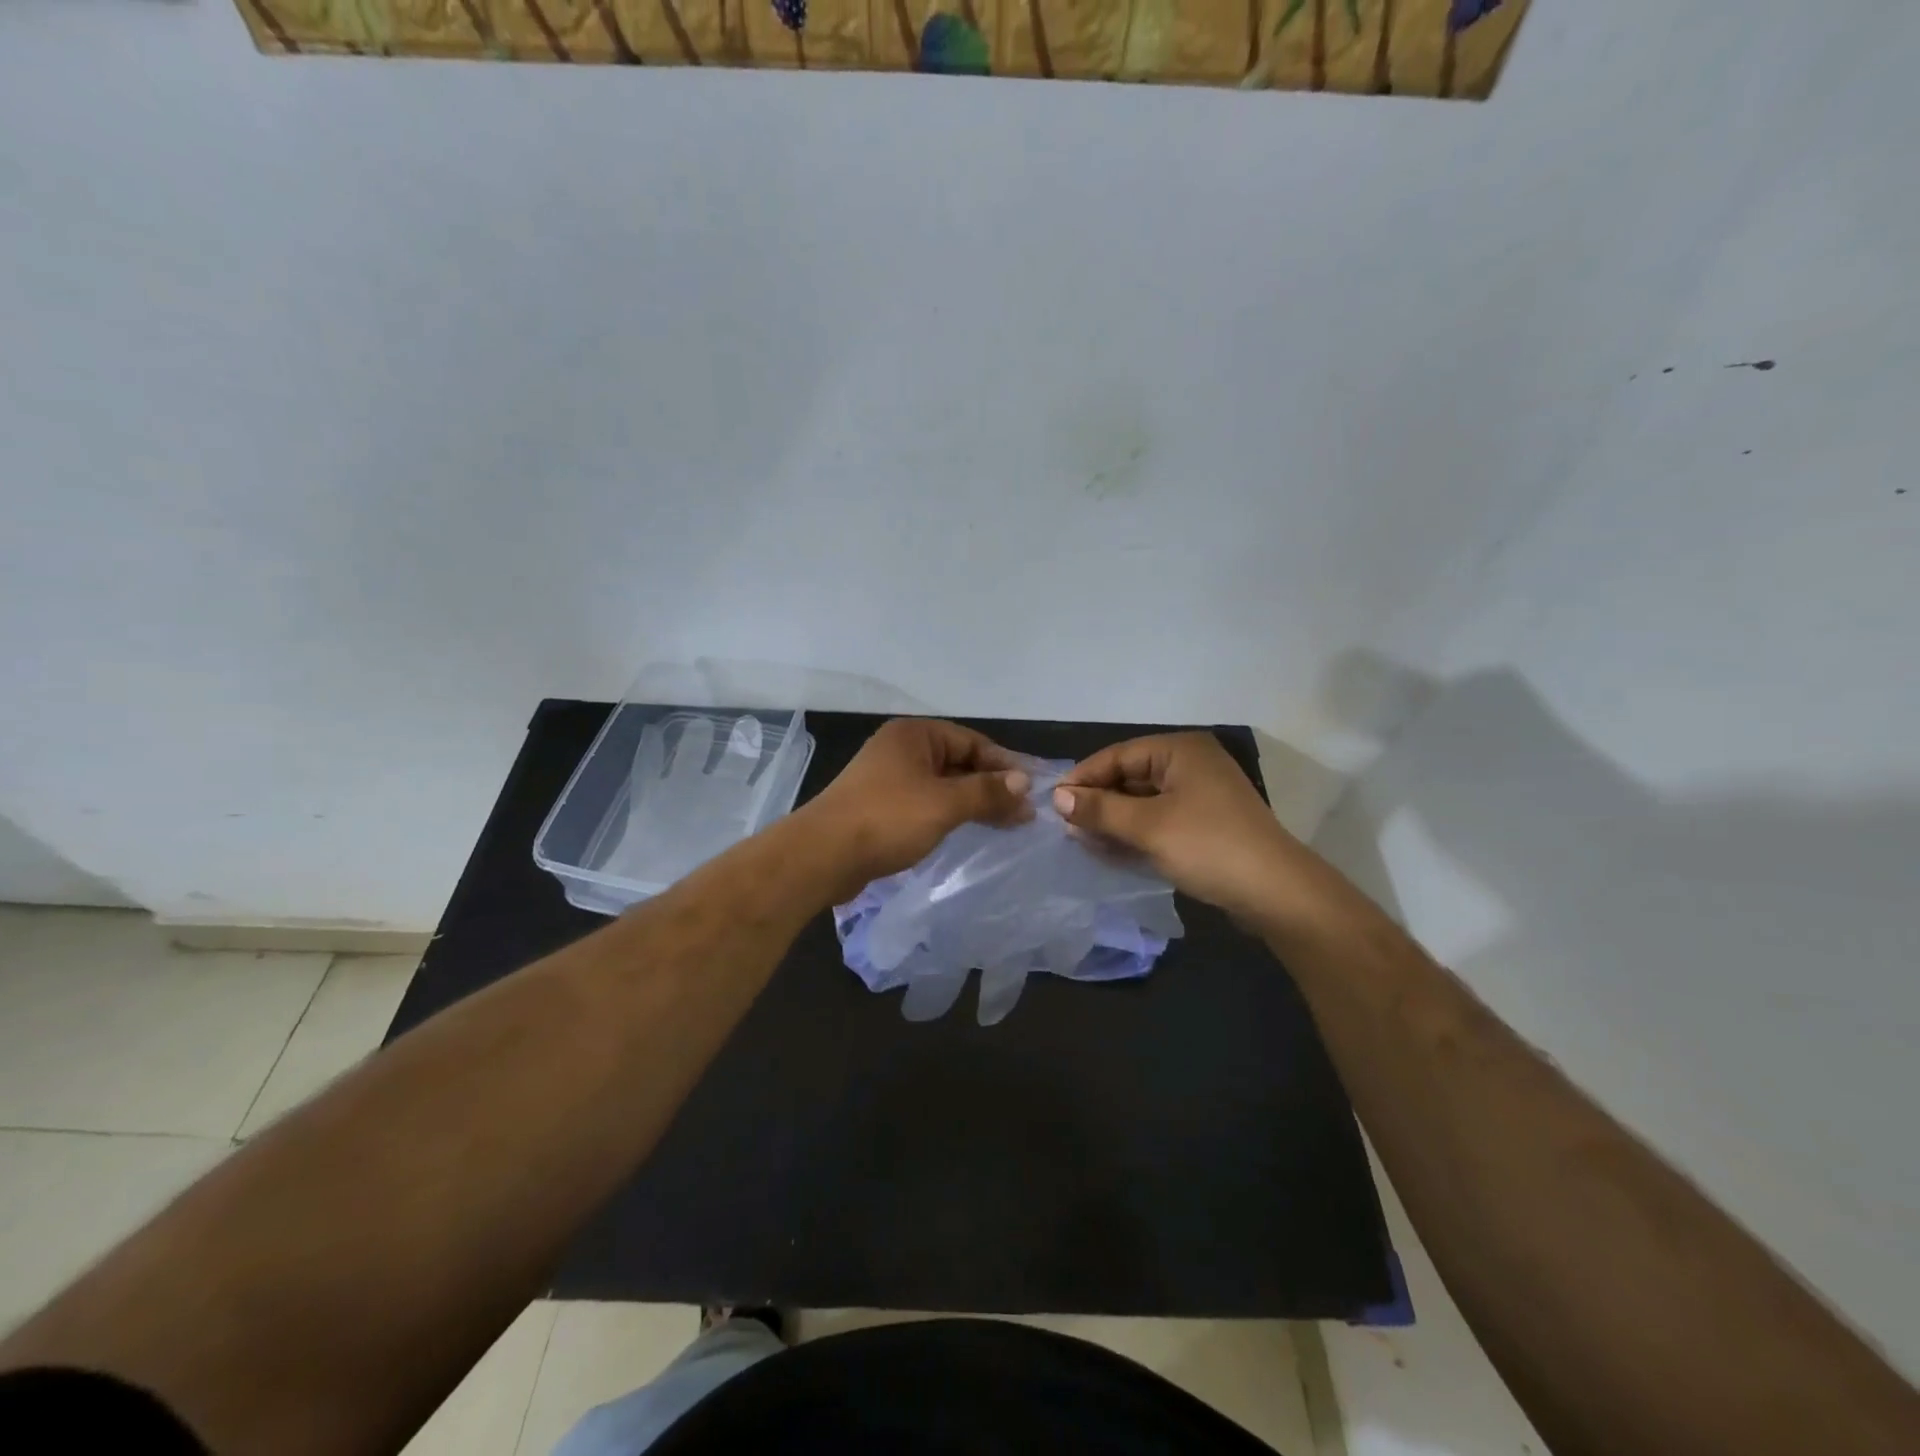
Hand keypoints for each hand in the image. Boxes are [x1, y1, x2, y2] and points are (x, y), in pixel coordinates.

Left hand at [800, 718, 1032, 903]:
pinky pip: (926, 803)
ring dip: (973, 802)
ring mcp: (888, 778)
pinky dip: (949, 814)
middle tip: (1024, 814)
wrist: (823, 855)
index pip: (972, 742)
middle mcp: (901, 750)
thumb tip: (1024, 783)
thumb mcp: (945, 803)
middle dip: (991, 786)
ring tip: (1006, 825)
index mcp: (914, 735)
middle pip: (958, 762)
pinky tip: (968, 831)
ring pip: (943, 785)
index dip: (1005, 765)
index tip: (1033, 790)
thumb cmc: (887, 818)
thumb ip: (987, 792)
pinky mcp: (880, 806)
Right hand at [1054, 733, 1304, 922]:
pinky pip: (1159, 820)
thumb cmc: (1209, 847)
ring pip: (1143, 801)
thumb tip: (1057, 797)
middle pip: (1130, 777)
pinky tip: (1110, 850)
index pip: (1118, 755)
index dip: (1084, 777)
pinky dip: (1135, 832)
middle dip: (1098, 801)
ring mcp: (1201, 795)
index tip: (1053, 803)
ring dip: (1114, 820)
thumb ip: (1100, 809)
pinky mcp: (1206, 824)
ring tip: (1082, 841)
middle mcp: (1191, 765)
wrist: (1277, 894)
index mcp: (1181, 750)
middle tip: (1065, 826)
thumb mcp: (1147, 826)